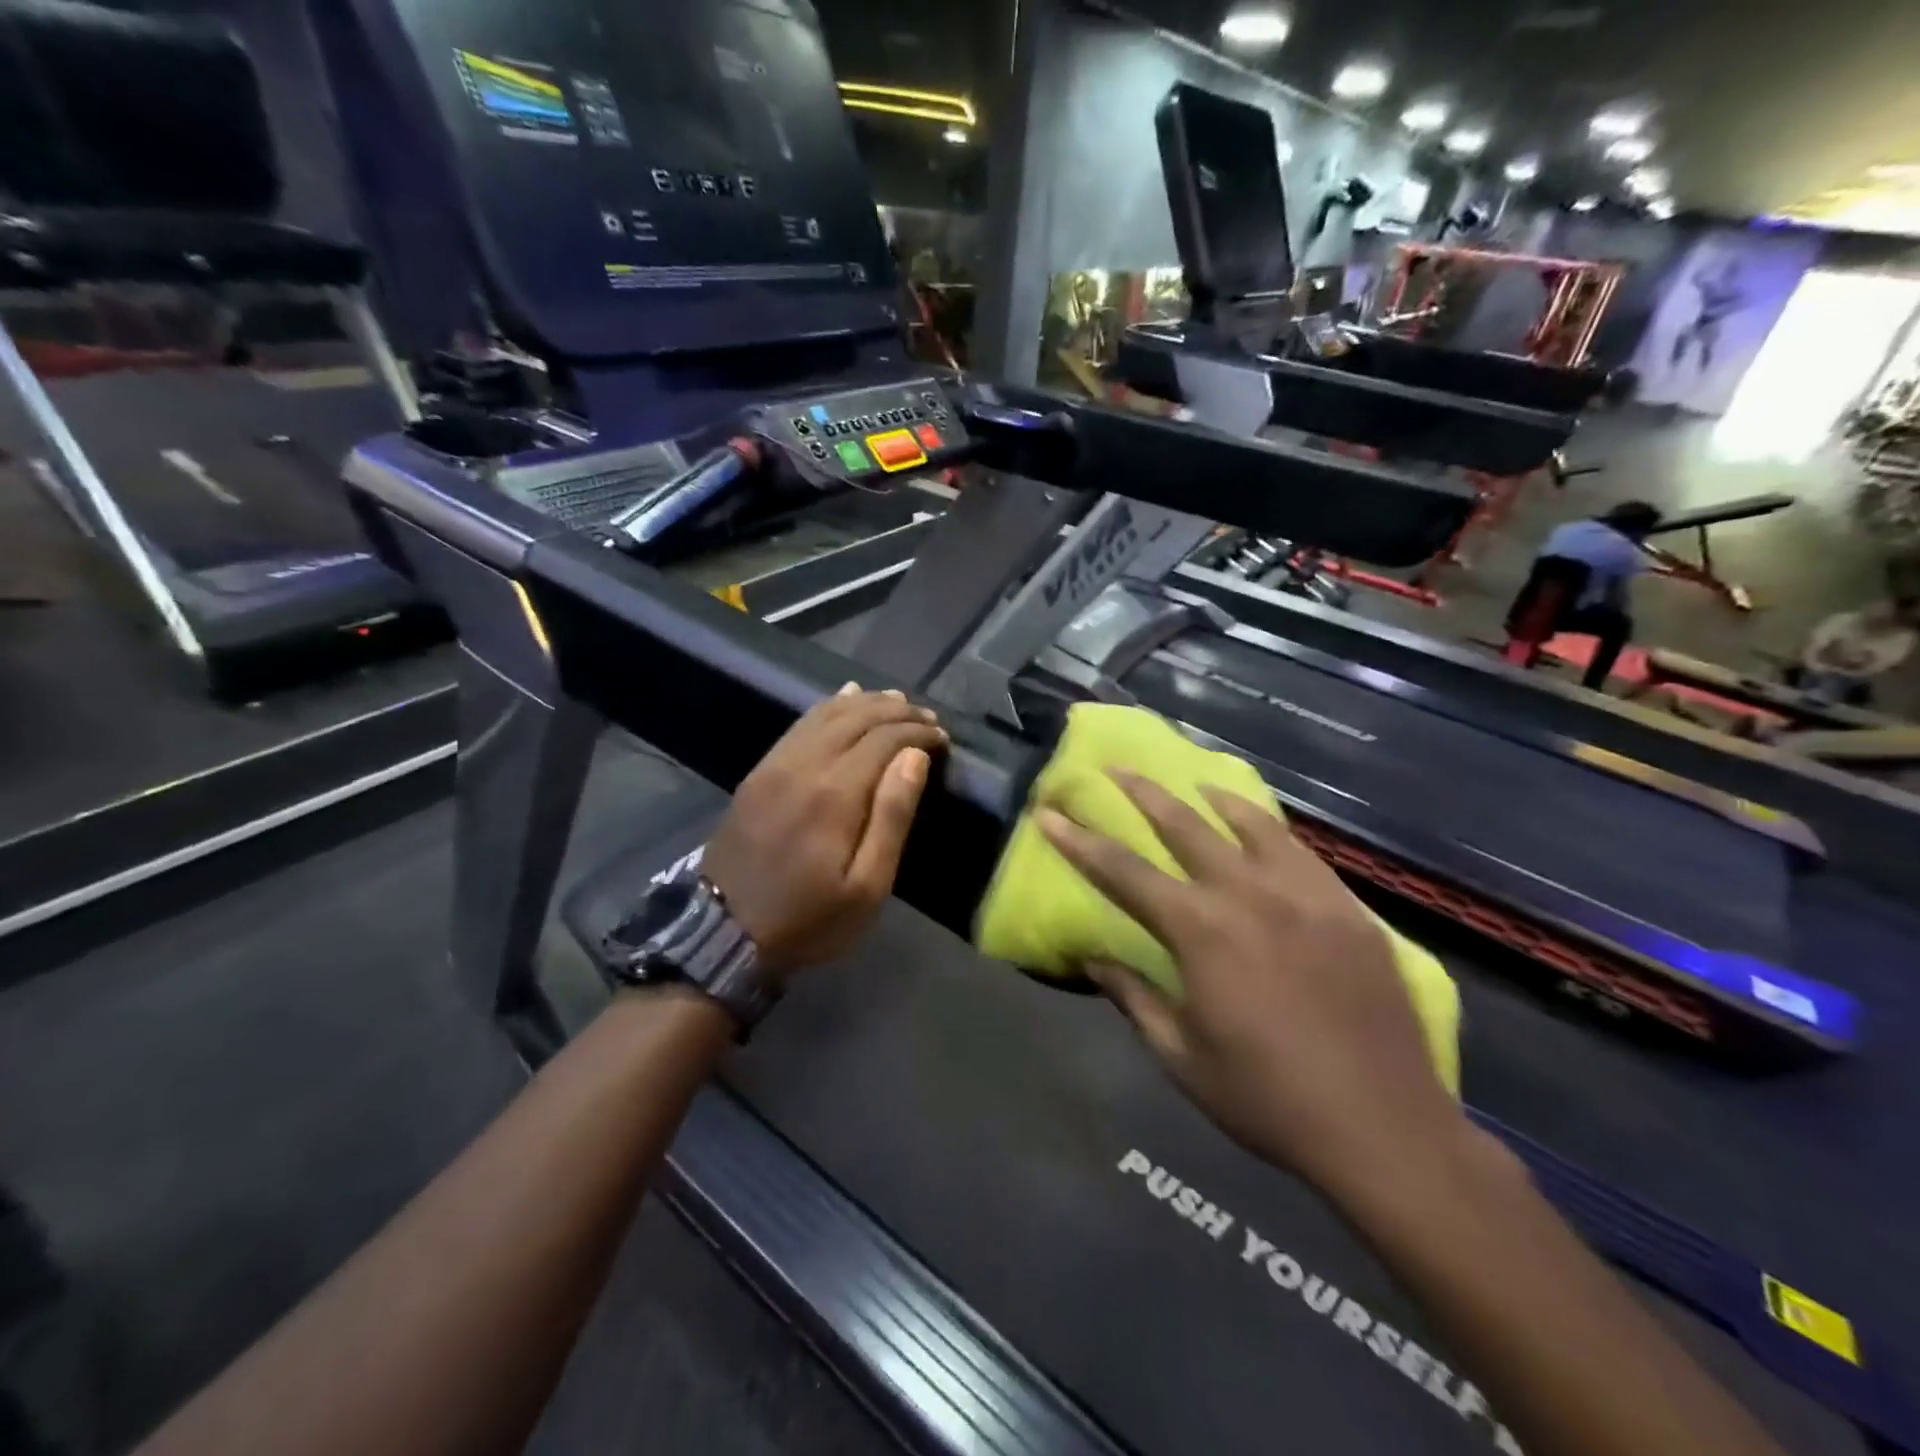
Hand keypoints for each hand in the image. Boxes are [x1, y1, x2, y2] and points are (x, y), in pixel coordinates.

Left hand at [703, 685, 945, 975]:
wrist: (724, 932)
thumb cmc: (808, 918)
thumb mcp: (866, 887)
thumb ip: (892, 817)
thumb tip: (915, 758)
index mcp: (836, 793)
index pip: (885, 739)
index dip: (918, 732)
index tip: (943, 738)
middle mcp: (805, 765)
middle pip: (857, 718)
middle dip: (897, 712)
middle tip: (927, 718)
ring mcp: (776, 764)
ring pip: (826, 714)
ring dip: (865, 703)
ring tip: (896, 701)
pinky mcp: (759, 772)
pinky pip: (799, 725)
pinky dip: (827, 707)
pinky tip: (844, 699)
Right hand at [1038, 773, 1465, 1196]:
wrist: (1384, 1128)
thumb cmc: (1267, 1099)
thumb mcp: (1181, 1056)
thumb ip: (1133, 997)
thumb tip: (1092, 959)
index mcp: (1201, 931)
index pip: (1123, 872)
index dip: (1079, 840)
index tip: (1049, 812)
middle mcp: (1248, 894)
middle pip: (1184, 825)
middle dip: (1142, 793)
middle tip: (1115, 769)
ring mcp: (1304, 894)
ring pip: (1249, 823)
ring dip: (1209, 798)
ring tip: (1191, 784)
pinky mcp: (1347, 907)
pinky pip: (1299, 849)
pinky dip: (1268, 826)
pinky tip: (1260, 826)